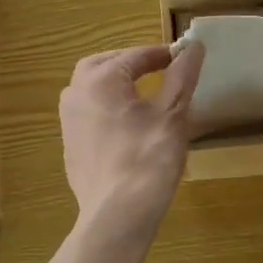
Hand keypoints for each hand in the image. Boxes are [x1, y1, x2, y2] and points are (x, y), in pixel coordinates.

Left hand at [59, 42, 204, 233]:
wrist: (117, 216)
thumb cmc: (148, 159)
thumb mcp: (172, 114)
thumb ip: (182, 76)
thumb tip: (194, 46)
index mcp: (99, 80)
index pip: (135, 55)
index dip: (162, 54)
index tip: (184, 57)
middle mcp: (75, 94)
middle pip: (104, 65)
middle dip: (130, 63)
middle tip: (158, 69)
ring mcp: (68, 122)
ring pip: (91, 89)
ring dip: (115, 84)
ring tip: (143, 93)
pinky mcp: (71, 147)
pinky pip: (88, 115)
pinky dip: (107, 109)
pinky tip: (128, 125)